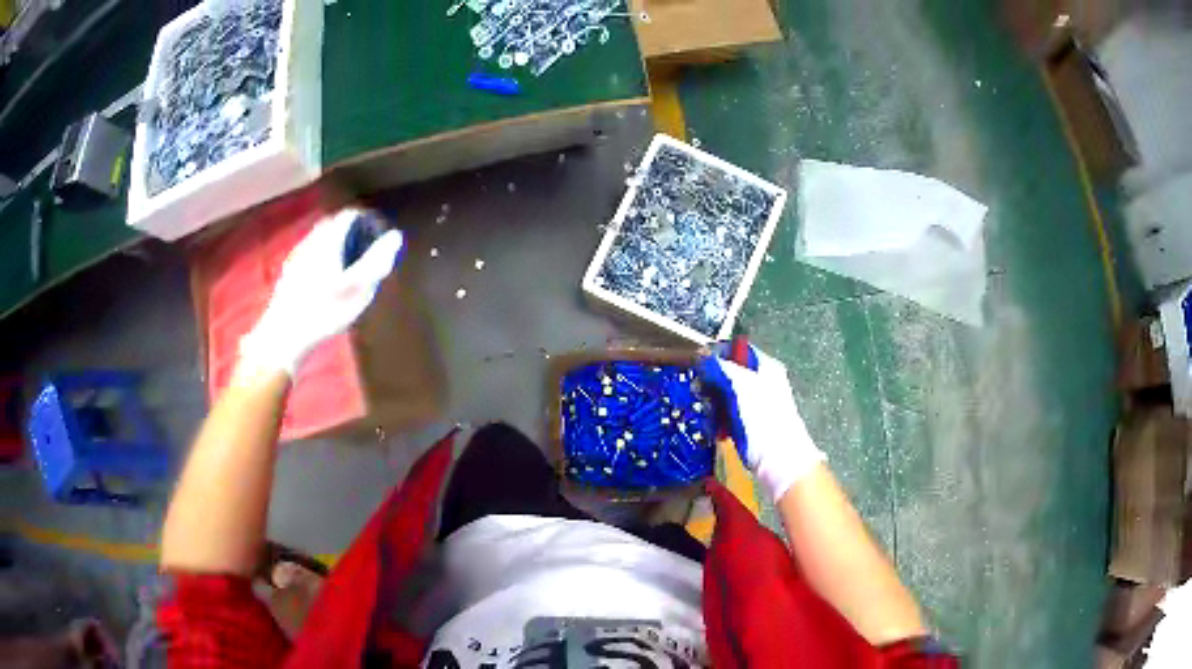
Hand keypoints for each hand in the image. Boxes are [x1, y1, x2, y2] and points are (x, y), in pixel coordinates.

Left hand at [239, 208, 403, 376]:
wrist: (284, 336)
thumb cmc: (324, 312)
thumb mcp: (358, 289)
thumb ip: (377, 261)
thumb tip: (395, 236)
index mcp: (328, 241)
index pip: (349, 216)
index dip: (366, 222)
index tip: (377, 238)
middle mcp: (310, 242)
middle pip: (333, 225)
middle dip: (349, 233)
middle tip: (364, 253)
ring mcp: (296, 257)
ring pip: (319, 241)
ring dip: (334, 247)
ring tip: (346, 269)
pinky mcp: (288, 274)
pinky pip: (309, 256)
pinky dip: (321, 260)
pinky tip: (325, 283)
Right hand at [697, 345, 824, 500]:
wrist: (780, 461)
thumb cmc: (763, 419)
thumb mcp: (741, 386)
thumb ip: (723, 368)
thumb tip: (705, 355)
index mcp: (765, 367)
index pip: (737, 350)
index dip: (717, 355)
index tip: (699, 365)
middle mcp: (762, 382)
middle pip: (729, 373)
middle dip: (712, 383)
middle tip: (699, 392)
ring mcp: (756, 404)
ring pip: (726, 395)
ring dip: (713, 404)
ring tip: (708, 415)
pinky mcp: (750, 424)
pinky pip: (728, 414)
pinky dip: (720, 420)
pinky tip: (716, 429)